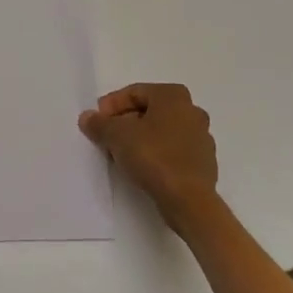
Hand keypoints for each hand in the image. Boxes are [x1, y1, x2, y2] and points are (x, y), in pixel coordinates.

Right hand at [79, 83, 218, 231]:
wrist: (188, 200)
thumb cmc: (153, 156)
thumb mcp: (117, 136)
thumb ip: (99, 123)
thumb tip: (87, 117)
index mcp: (174, 95)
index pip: (135, 92)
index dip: (112, 105)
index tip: (97, 121)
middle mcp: (192, 110)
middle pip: (150, 110)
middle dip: (126, 121)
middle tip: (107, 135)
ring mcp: (202, 138)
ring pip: (163, 131)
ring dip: (142, 138)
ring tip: (122, 153)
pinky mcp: (204, 163)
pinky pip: (174, 150)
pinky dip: (157, 153)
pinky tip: (143, 167)